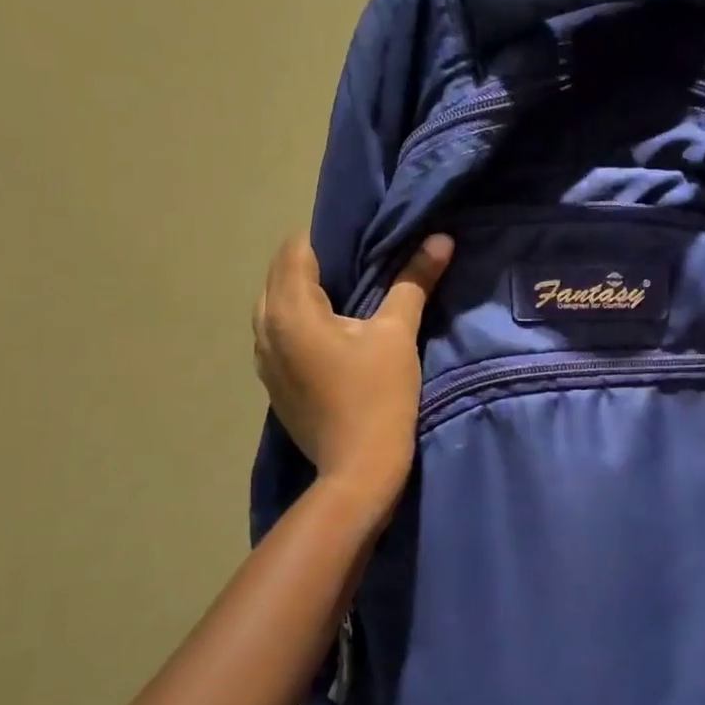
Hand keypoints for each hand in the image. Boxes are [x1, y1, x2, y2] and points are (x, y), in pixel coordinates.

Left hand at [253, 232, 453, 500]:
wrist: (359, 468)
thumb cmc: (378, 395)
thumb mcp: (398, 333)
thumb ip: (414, 281)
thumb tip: (440, 239)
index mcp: (290, 309)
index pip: (296, 248)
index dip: (327, 236)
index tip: (361, 236)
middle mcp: (265, 327)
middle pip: (281, 274)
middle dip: (315, 262)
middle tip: (360, 260)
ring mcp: (263, 358)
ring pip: (275, 303)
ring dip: (304, 291)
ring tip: (346, 293)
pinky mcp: (272, 381)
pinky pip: (278, 331)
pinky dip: (300, 319)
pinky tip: (331, 330)